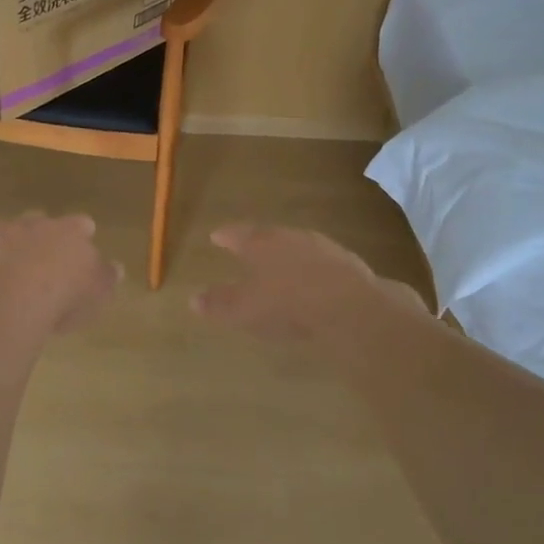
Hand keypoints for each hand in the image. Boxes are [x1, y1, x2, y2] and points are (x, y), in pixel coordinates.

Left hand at [0, 213, 120, 335]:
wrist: (9, 300)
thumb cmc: (63, 296)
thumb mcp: (98, 292)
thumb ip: (106, 277)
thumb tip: (114, 267)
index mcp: (68, 232)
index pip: (79, 223)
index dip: (82, 232)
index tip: (84, 239)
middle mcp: (31, 226)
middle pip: (37, 218)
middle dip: (39, 230)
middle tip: (43, 251)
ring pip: (0, 227)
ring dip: (3, 238)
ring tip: (5, 258)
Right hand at [192, 224, 425, 346]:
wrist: (350, 307)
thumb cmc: (287, 303)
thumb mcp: (245, 309)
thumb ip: (219, 304)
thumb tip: (193, 299)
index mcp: (261, 243)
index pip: (238, 234)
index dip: (226, 236)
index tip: (216, 236)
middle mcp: (290, 237)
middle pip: (270, 236)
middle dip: (259, 243)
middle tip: (249, 247)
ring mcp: (322, 247)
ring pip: (298, 246)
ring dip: (287, 254)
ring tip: (280, 265)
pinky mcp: (348, 264)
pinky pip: (321, 263)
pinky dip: (311, 270)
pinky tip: (312, 283)